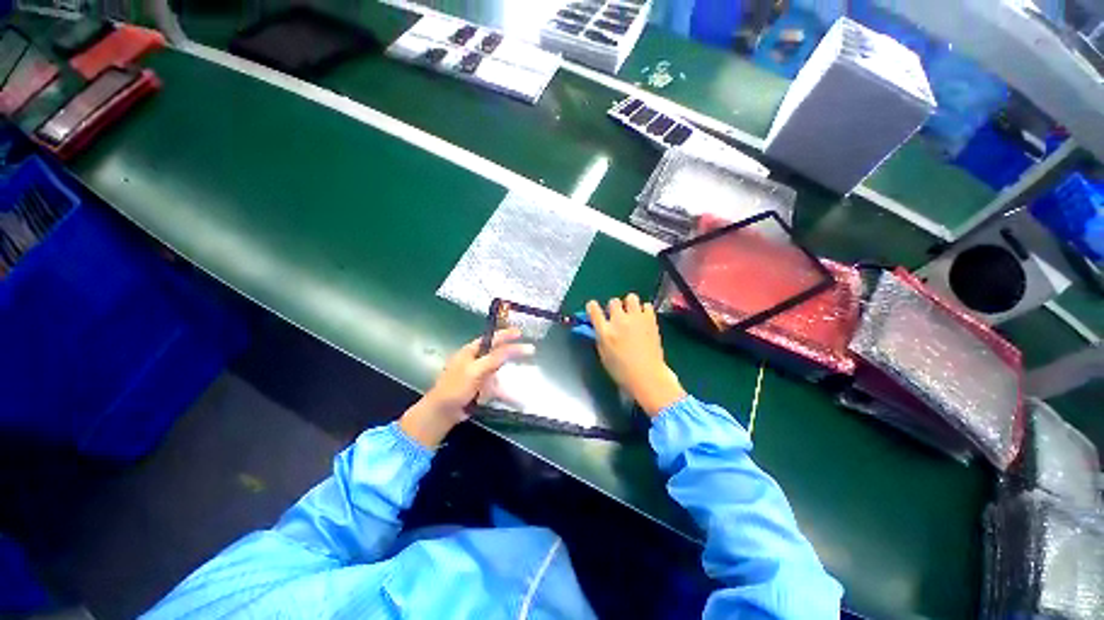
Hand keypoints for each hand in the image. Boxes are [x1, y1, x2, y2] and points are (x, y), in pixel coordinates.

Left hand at [400, 328, 533, 447]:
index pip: (491, 339)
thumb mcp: (475, 370)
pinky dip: (508, 393)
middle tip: (529, 349)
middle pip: (498, 353)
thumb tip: (510, 348)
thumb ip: (493, 359)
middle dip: (513, 351)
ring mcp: (479, 375)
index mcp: (471, 351)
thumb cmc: (455, 387)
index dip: (506, 335)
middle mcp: (476, 361)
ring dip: (512, 372)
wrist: (443, 412)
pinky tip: (519, 400)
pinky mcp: (481, 389)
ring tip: (527, 370)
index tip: (520, 333)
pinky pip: (498, 388)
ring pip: (500, 370)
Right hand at [587, 294, 685, 416]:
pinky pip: (646, 305)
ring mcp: (636, 318)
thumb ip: (600, 337)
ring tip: (631, 314)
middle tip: (617, 316)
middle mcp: (619, 321)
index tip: (593, 308)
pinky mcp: (650, 320)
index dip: (592, 307)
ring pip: (631, 298)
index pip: (593, 309)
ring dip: (629, 304)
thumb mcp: (603, 354)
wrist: (648, 376)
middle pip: (613, 301)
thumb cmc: (622, 371)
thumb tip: (599, 327)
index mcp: (605, 332)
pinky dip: (644, 310)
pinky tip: (643, 319)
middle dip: (614, 307)